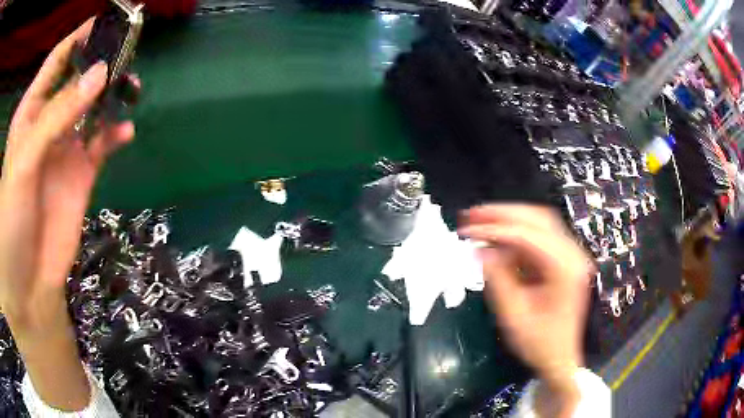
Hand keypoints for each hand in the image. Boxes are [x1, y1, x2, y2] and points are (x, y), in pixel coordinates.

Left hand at [0, 18, 134, 409]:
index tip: (105, 21)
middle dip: (100, 63)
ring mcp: (65, 149)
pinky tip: (126, 132)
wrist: (27, 281)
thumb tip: (100, 75)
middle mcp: (49, 122)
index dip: (78, 38)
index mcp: (31, 112)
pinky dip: (115, 135)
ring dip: (111, 96)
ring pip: (93, 108)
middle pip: (78, 79)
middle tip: (127, 52)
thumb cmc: (11, 219)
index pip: (57, 61)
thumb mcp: (24, 160)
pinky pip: (102, 145)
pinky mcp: (81, 175)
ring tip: (131, 88)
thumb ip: (56, 116)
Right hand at [459, 205, 593, 393]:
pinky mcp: (562, 260)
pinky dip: (515, 235)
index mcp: (565, 269)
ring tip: (480, 221)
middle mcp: (572, 254)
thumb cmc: (539, 343)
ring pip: (538, 222)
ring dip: (509, 220)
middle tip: (471, 215)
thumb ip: (498, 280)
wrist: (559, 359)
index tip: (468, 231)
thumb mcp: (514, 316)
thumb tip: (480, 250)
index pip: (528, 236)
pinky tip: (496, 240)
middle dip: (502, 214)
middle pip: (538, 218)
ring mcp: (569, 255)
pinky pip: (538, 237)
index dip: (495, 230)